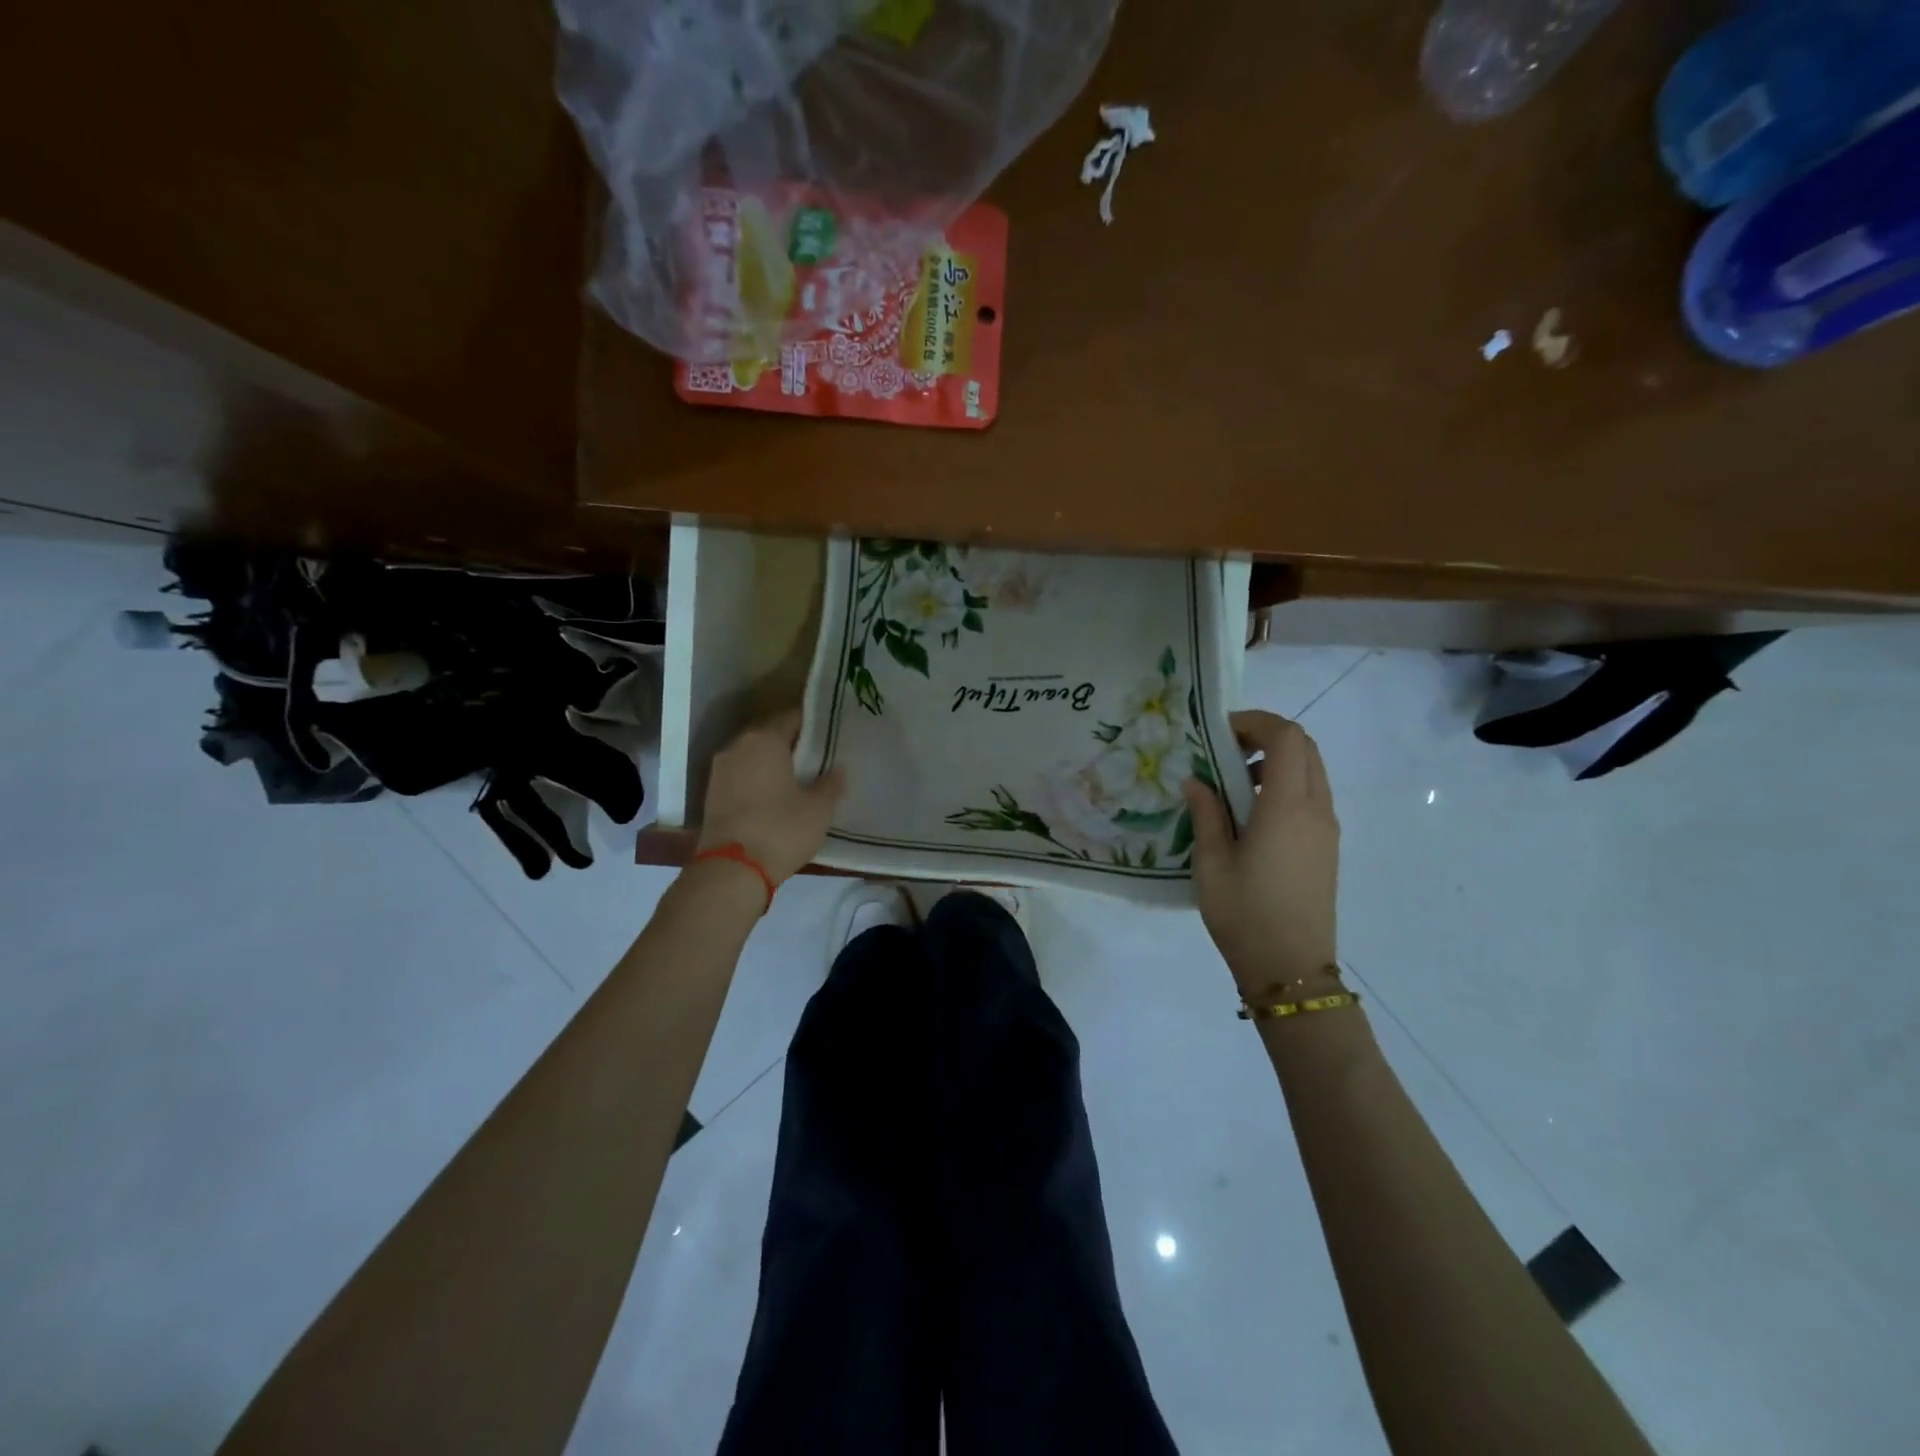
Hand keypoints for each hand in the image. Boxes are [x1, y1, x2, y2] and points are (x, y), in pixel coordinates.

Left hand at [696, 709, 845, 885]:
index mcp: (765, 739)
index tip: (830, 734)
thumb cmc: (781, 830)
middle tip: (817, 756)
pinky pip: (741, 774)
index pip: (792, 717)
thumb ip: (831, 783)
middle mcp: (738, 746)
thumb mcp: (819, 809)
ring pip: (752, 754)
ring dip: (772, 761)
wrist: (731, 871)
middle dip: (792, 742)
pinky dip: (757, 778)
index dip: (814, 724)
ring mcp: (720, 769)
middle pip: (770, 733)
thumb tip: (838, 768)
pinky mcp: (711, 793)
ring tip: (797, 777)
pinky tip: (774, 795)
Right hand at [1183, 710, 1339, 991]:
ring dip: (1277, 761)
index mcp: (1288, 807)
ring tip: (1234, 783)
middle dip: (1267, 737)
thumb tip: (1197, 781)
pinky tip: (1252, 813)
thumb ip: (1206, 812)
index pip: (1287, 737)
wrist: (1290, 968)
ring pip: (1312, 771)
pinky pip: (1312, 796)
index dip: (1255, 723)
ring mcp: (1327, 829)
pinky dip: (1286, 785)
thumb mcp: (1211, 862)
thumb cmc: (1244, 913)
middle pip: (1305, 748)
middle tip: (1225, 751)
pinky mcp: (1327, 847)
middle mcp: (1316, 809)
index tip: (1220, 733)